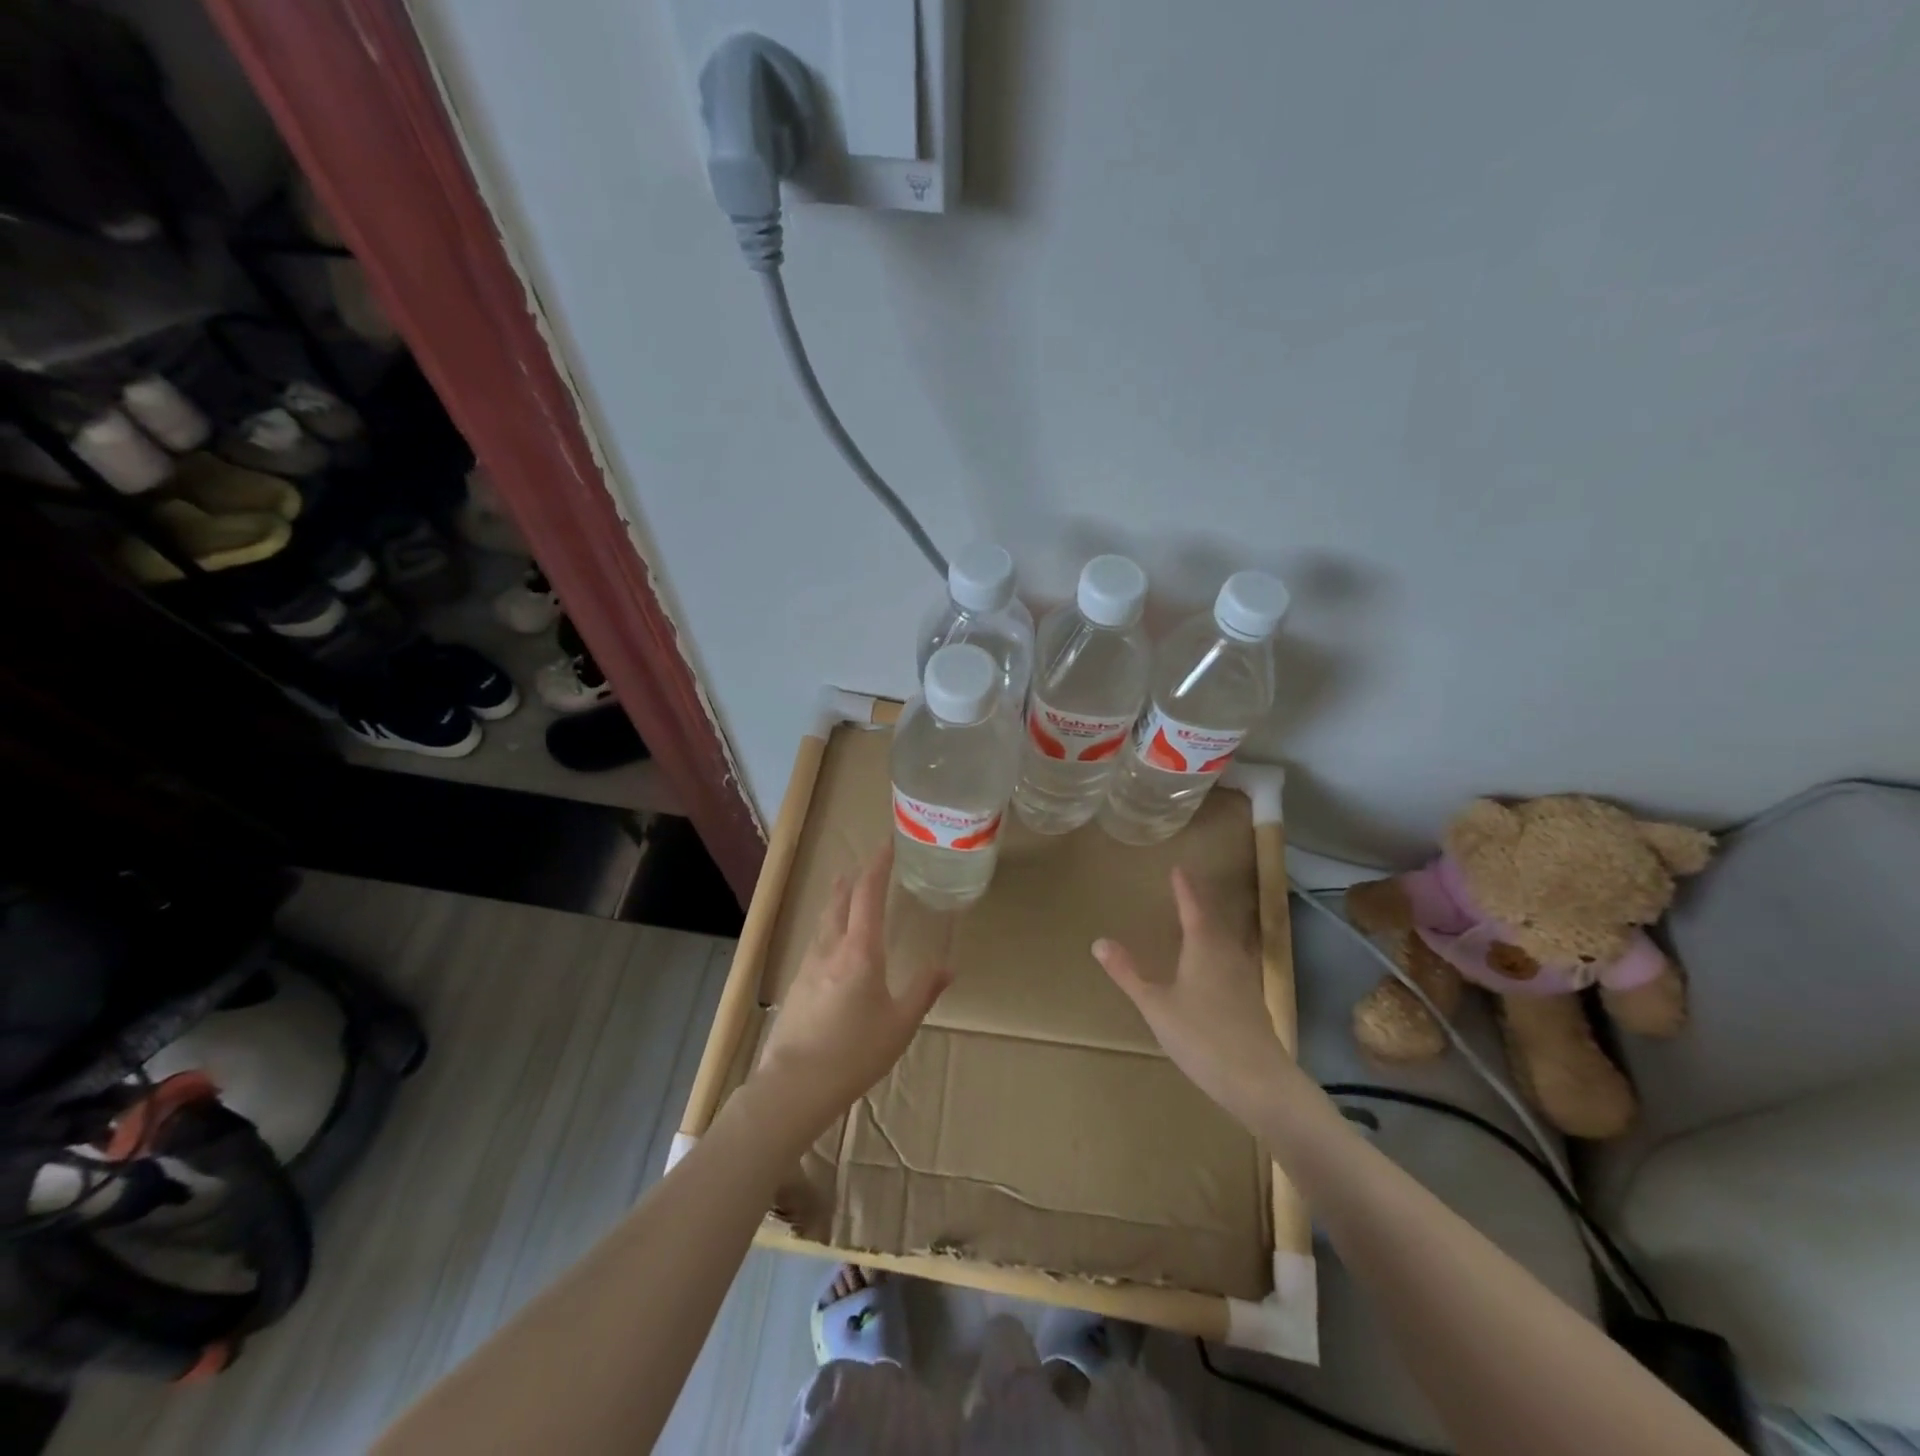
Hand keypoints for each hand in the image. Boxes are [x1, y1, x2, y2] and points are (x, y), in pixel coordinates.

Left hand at [753, 844, 950, 1137]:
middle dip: (854, 878)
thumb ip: (923, 990)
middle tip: (866, 864)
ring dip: (837, 899)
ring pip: (824, 920)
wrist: (795, 1085)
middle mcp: (831, 948)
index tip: (888, 845)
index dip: (877, 865)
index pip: (867, 894)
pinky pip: (816, 941)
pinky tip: (832, 941)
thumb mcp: (900, 1024)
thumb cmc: (855, 1053)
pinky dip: (828, 926)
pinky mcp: (797, 984)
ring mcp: (809, 965)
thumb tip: (947, 966)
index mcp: (860, 951)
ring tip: (845, 889)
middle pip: (839, 900)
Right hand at [1094, 868, 1298, 1129]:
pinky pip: (1234, 962)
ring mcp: (1245, 979)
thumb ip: (1128, 974)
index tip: (1178, 869)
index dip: (1184, 889)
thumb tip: (1099, 941)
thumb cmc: (1202, 1037)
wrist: (1259, 1081)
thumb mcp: (1155, 1005)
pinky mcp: (1252, 1002)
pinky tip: (1216, 968)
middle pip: (1214, 921)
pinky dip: (1220, 952)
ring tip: (1199, 922)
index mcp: (1204, 948)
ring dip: (1212, 927)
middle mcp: (1228, 955)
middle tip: (1187, 890)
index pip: (1192, 908)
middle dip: (1199, 904)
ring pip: (1227, 942)